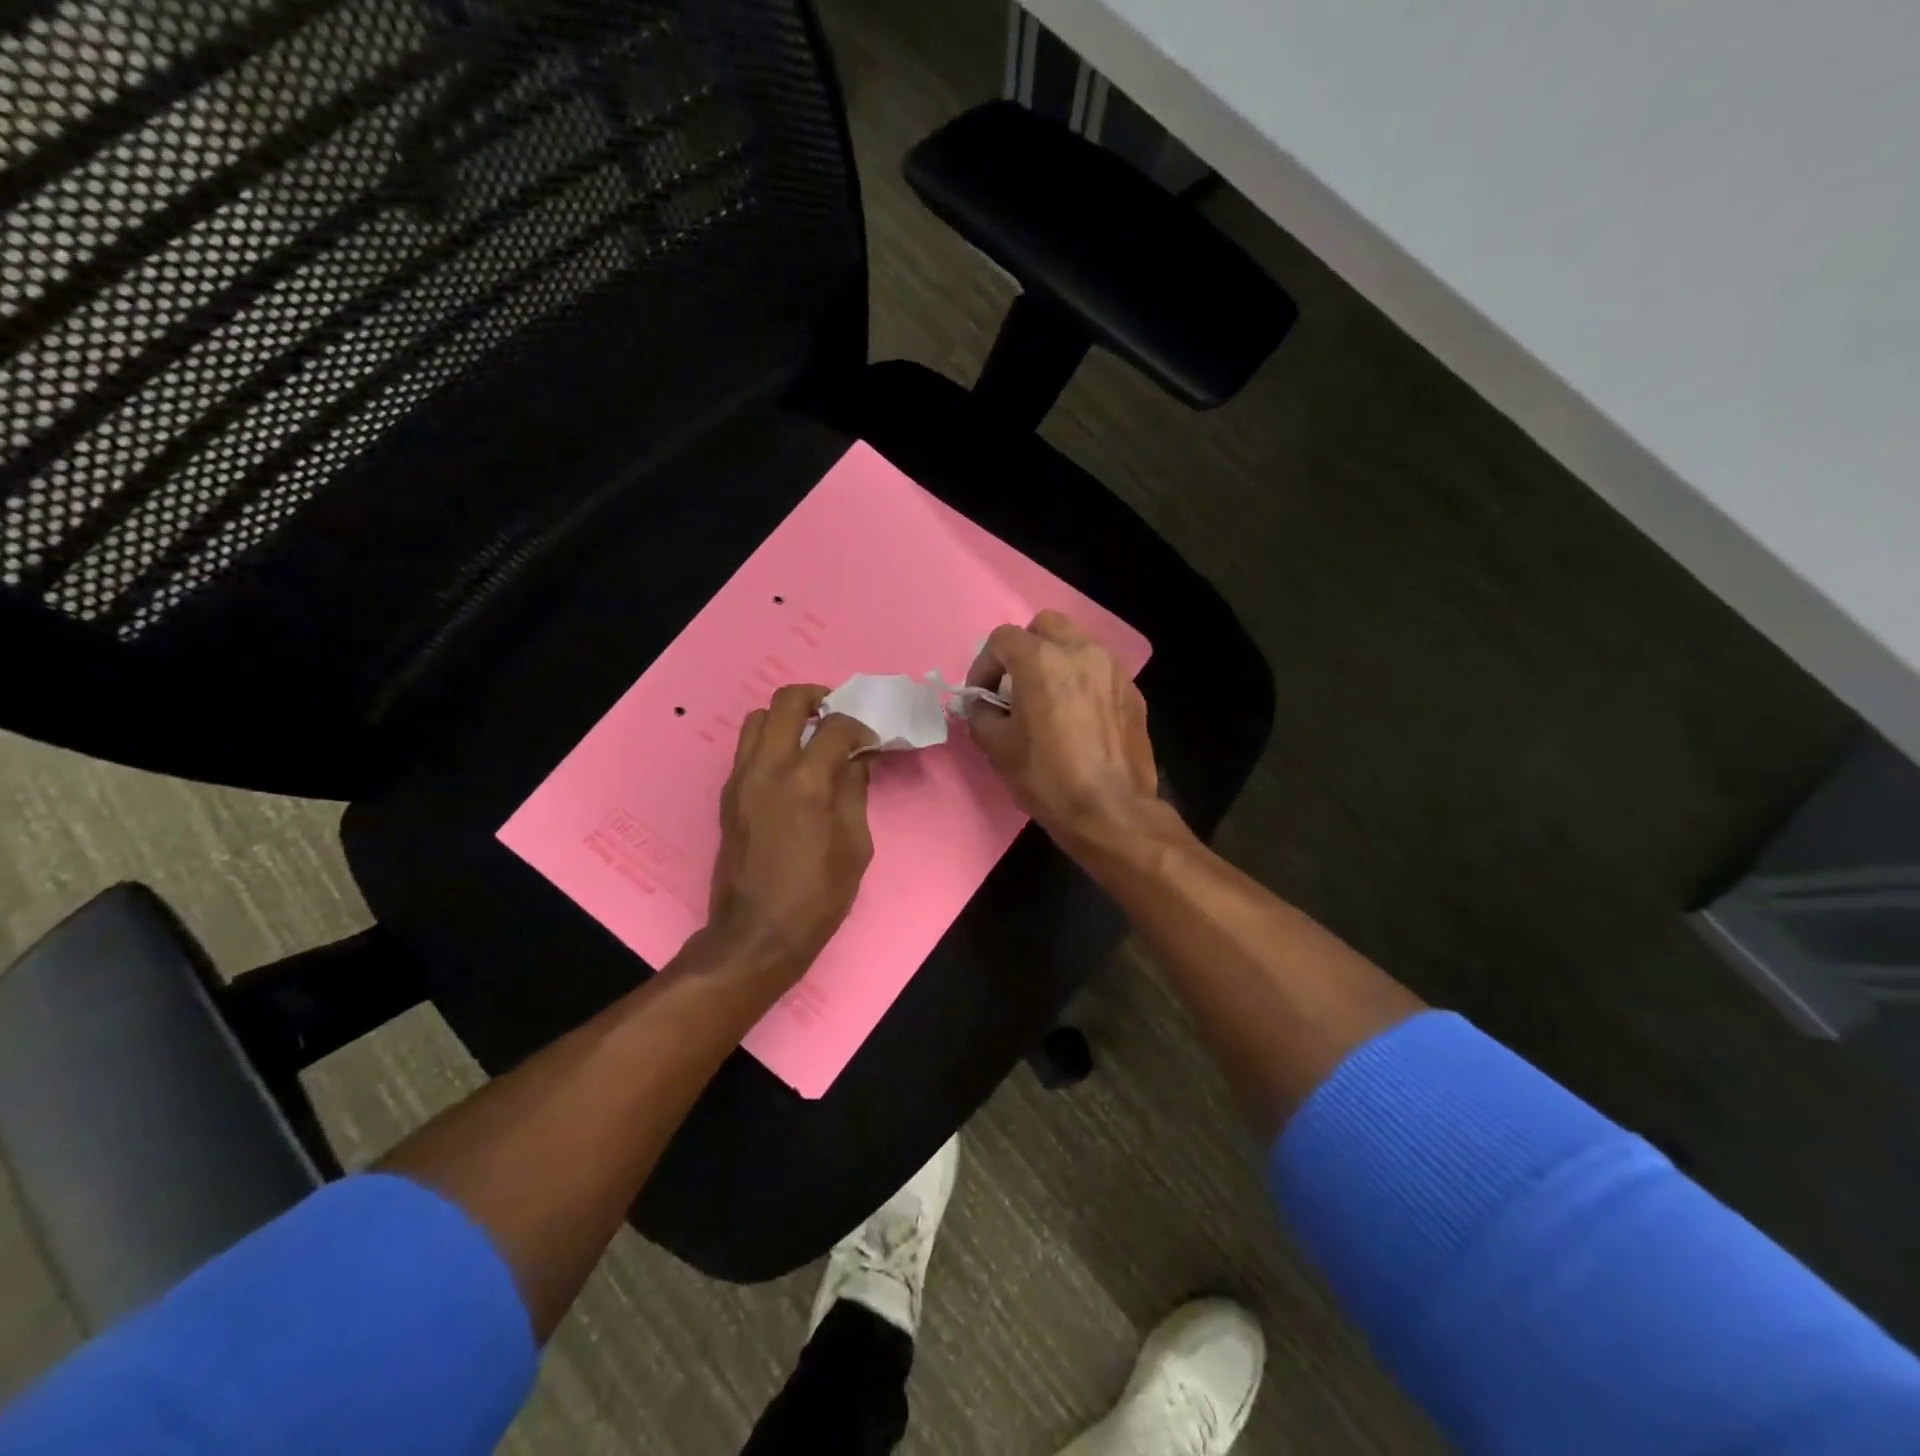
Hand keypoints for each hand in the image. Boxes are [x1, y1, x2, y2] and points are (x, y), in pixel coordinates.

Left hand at [705, 685, 877, 983]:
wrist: (757, 933)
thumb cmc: (817, 895)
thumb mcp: (855, 845)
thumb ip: (855, 792)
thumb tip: (858, 760)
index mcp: (806, 781)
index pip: (835, 726)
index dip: (859, 726)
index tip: (871, 740)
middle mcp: (767, 769)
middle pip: (786, 701)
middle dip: (816, 698)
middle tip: (836, 716)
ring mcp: (741, 779)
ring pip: (757, 719)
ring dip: (787, 718)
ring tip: (810, 738)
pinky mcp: (728, 795)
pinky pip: (747, 748)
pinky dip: (771, 743)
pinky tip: (792, 768)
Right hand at [964, 611, 1162, 851]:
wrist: (1110, 810)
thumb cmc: (1047, 777)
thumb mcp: (996, 748)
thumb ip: (981, 713)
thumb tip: (982, 704)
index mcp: (1042, 660)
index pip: (1003, 639)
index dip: (984, 664)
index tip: (982, 695)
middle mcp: (1081, 651)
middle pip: (1045, 626)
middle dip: (1025, 648)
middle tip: (1016, 684)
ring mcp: (1113, 669)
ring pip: (1078, 644)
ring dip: (1057, 661)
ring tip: (1048, 698)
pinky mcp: (1132, 692)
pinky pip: (1100, 671)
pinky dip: (1083, 681)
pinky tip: (1078, 716)